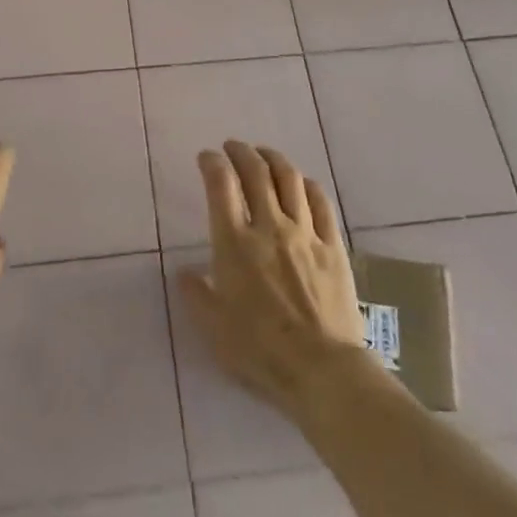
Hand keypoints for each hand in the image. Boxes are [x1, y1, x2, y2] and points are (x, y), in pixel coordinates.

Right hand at [177, 140, 370, 416]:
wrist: (322, 369)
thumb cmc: (259, 350)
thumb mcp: (213, 327)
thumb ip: (196, 294)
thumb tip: (184, 272)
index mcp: (234, 243)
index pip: (220, 185)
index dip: (212, 163)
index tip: (206, 157)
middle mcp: (269, 227)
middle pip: (255, 172)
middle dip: (241, 152)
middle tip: (233, 147)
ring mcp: (305, 233)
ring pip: (289, 180)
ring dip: (273, 159)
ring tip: (264, 155)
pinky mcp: (332, 246)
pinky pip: (321, 203)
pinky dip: (307, 185)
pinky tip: (301, 183)